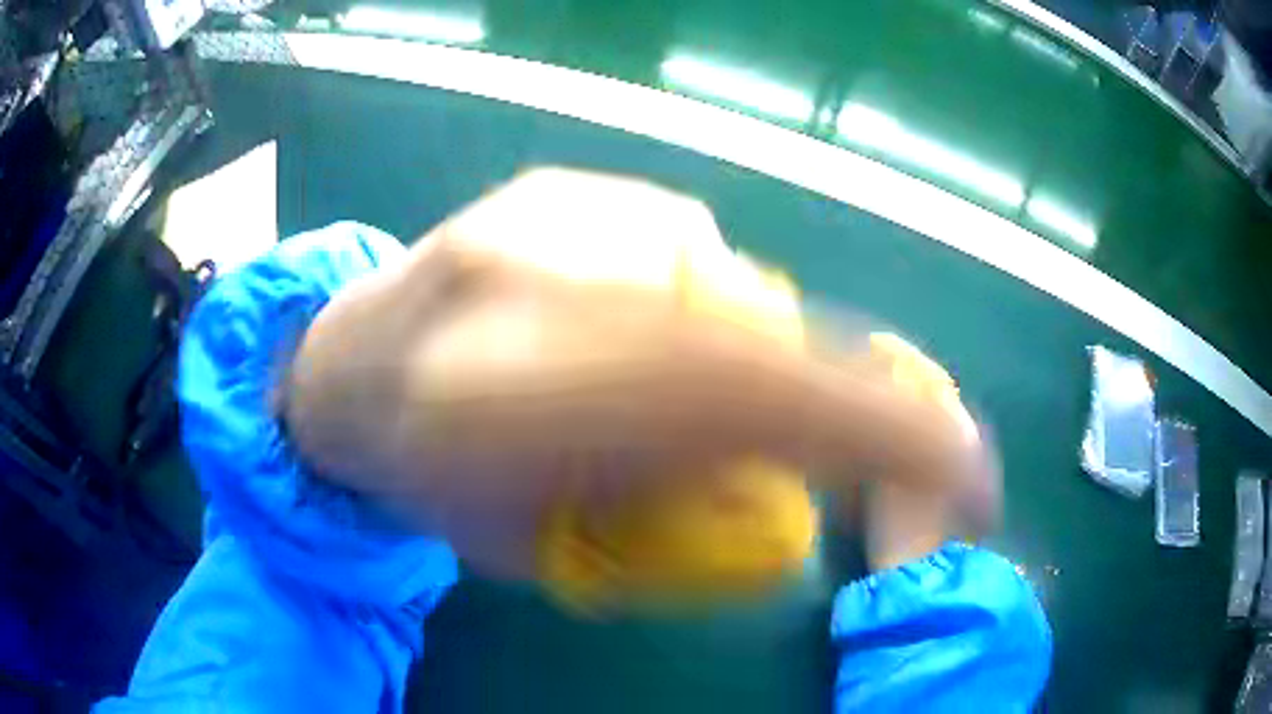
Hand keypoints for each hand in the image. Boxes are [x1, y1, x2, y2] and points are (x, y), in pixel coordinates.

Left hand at [286, 168, 992, 576]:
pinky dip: (678, 302)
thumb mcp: (538, 548)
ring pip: (728, 295)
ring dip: (718, 359)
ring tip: (624, 382)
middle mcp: (558, 282)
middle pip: (767, 346)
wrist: (345, 362)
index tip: (967, 472)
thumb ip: (674, 526)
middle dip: (805, 410)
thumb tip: (789, 495)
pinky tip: (600, 318)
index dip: (892, 434)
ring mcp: (565, 211)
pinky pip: (681, 248)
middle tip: (725, 441)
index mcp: (525, 405)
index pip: (767, 401)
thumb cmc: (424, 476)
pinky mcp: (564, 182)